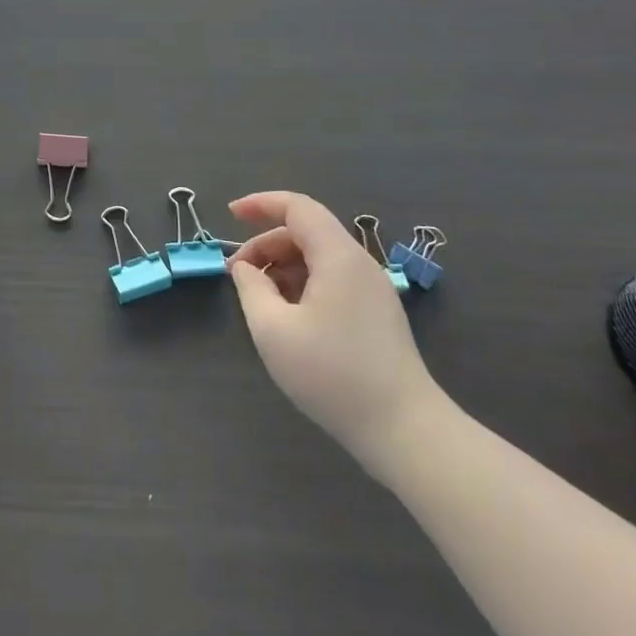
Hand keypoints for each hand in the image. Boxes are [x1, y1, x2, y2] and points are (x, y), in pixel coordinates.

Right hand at [227, 191, 443, 478]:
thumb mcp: (273, 330)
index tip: (230, 213)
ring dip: (283, 267)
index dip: (261, 203)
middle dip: (266, 244)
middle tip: (237, 274)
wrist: (405, 432)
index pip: (297, 207)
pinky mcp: (378, 314)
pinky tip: (289, 316)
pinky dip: (303, 284)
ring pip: (319, 257)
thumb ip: (251, 288)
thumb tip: (245, 268)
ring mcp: (373, 289)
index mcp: (338, 256)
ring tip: (260, 299)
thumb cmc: (333, 375)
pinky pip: (333, 279)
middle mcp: (360, 263)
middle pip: (306, 232)